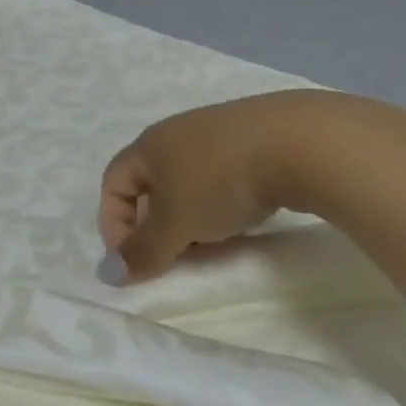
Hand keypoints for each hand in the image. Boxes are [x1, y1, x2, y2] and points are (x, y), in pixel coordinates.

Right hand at [98, 93, 311, 281]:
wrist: (296, 143)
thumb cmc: (219, 181)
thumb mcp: (176, 223)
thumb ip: (143, 250)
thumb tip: (110, 273)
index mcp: (148, 145)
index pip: (113, 183)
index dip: (114, 224)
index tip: (136, 262)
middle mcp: (175, 133)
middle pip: (149, 182)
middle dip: (154, 225)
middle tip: (173, 258)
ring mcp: (215, 133)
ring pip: (186, 181)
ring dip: (188, 217)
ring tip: (210, 243)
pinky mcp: (250, 139)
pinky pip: (219, 176)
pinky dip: (219, 203)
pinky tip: (241, 219)